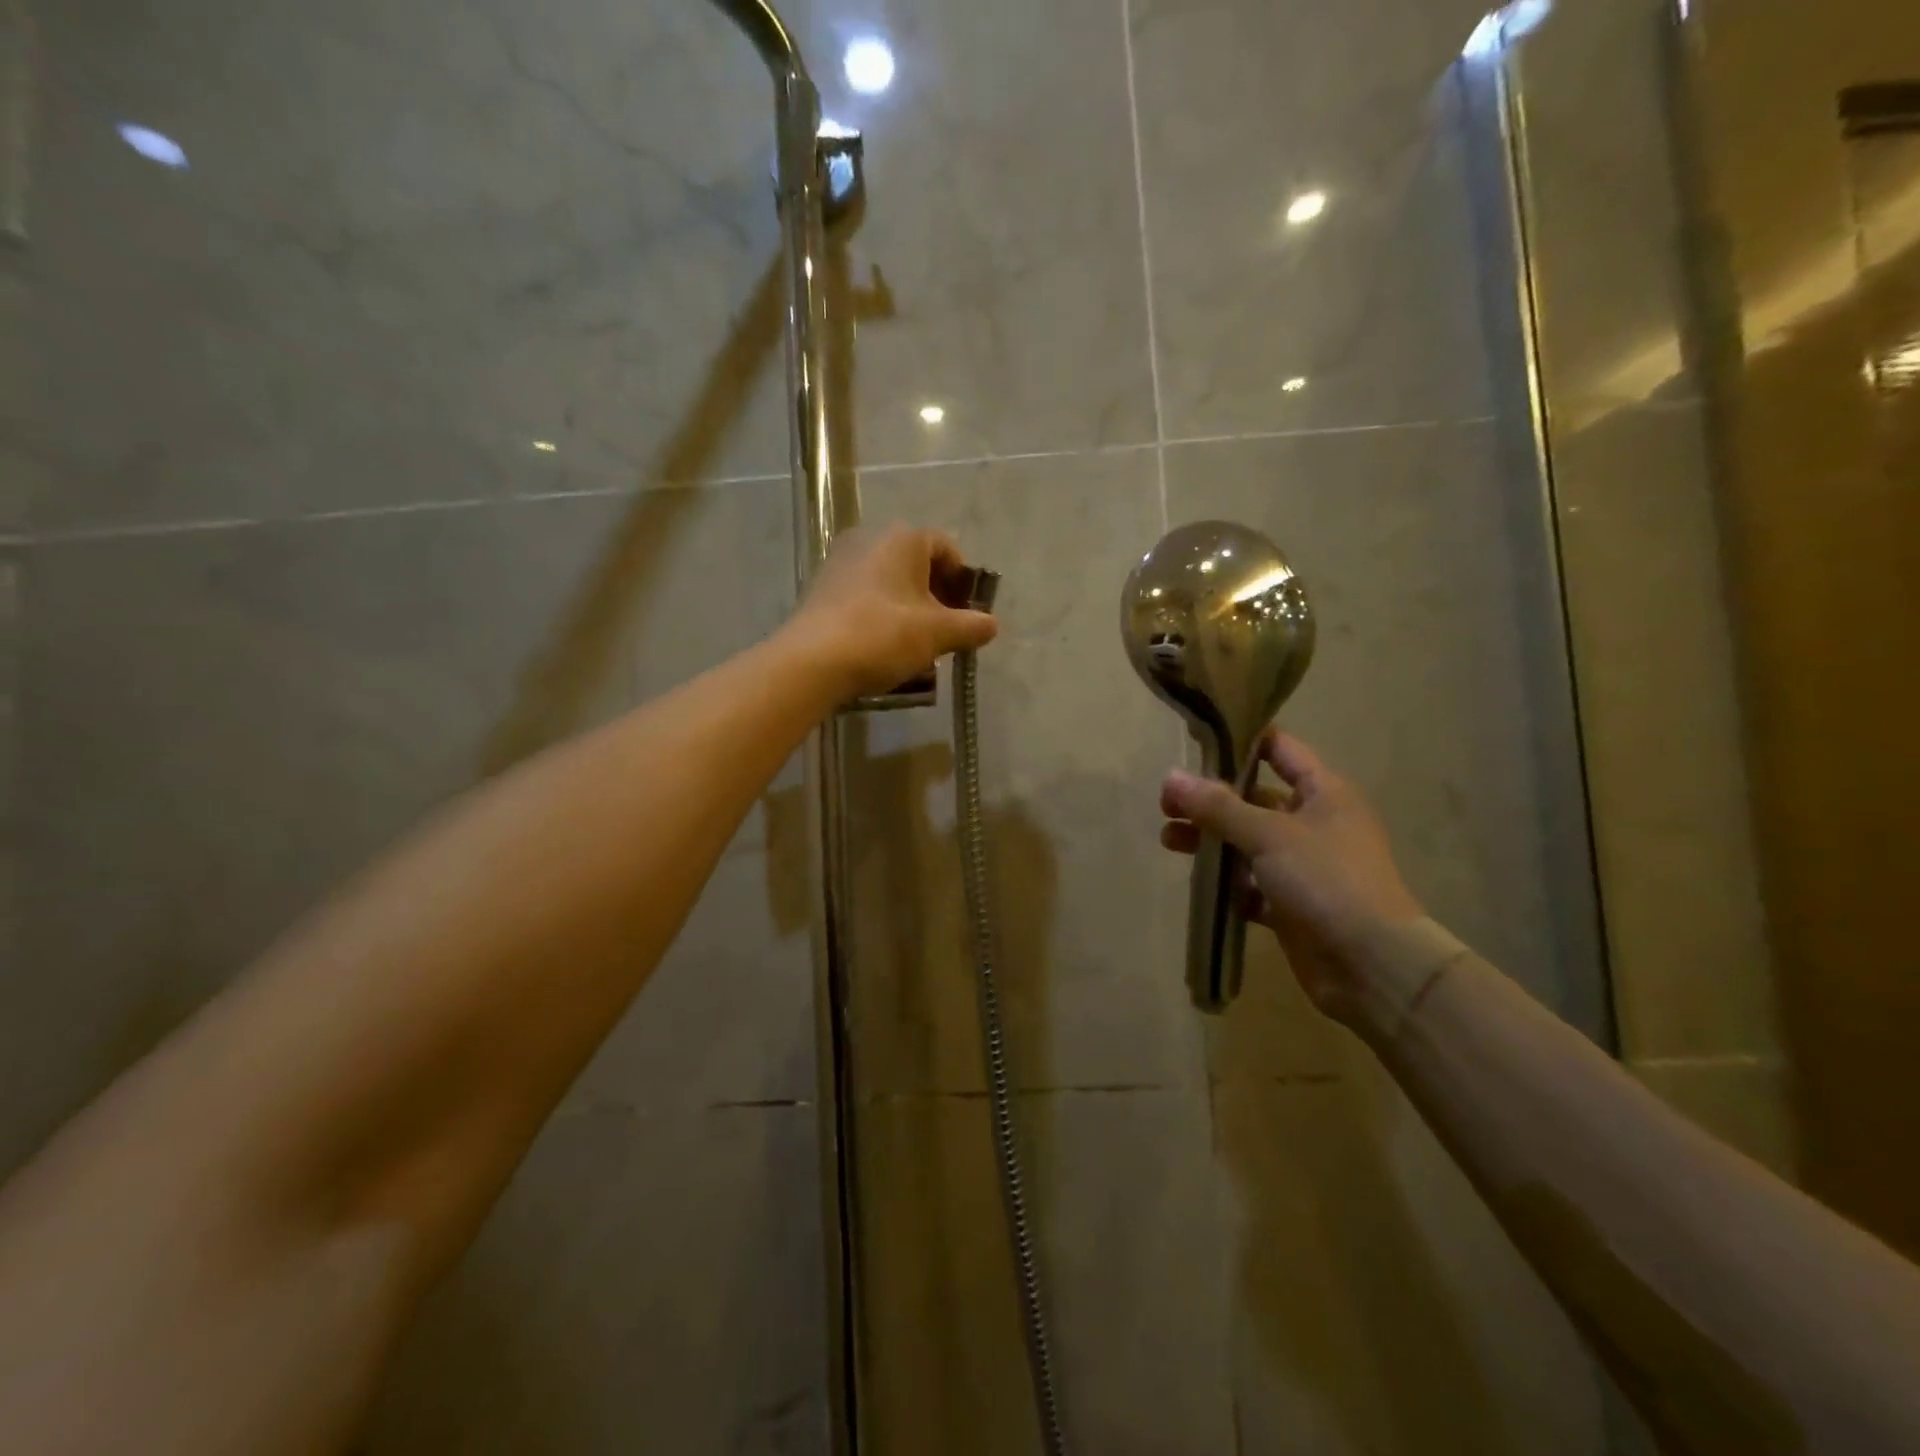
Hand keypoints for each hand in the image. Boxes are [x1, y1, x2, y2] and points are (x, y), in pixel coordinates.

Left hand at [785, 523, 998, 701]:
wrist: (812, 662)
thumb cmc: (883, 636)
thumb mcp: (938, 634)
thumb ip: (971, 626)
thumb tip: (991, 625)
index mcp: (902, 538)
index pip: (946, 548)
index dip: (963, 581)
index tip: (967, 613)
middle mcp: (870, 538)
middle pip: (916, 565)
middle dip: (935, 598)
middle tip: (945, 632)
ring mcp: (841, 562)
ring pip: (889, 583)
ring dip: (908, 610)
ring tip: (916, 646)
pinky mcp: (822, 588)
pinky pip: (864, 597)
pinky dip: (880, 616)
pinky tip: (883, 648)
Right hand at [1159, 730, 1424, 1028]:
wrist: (1371, 966)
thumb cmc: (1327, 881)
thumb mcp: (1269, 835)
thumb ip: (1218, 807)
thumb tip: (1170, 777)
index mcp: (1324, 793)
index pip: (1279, 749)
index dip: (1240, 741)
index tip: (1195, 743)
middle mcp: (1315, 823)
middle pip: (1253, 799)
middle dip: (1210, 800)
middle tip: (1166, 804)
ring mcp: (1304, 866)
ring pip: (1247, 843)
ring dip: (1210, 840)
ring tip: (1168, 840)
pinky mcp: (1291, 904)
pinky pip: (1250, 884)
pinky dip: (1227, 883)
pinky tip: (1199, 884)